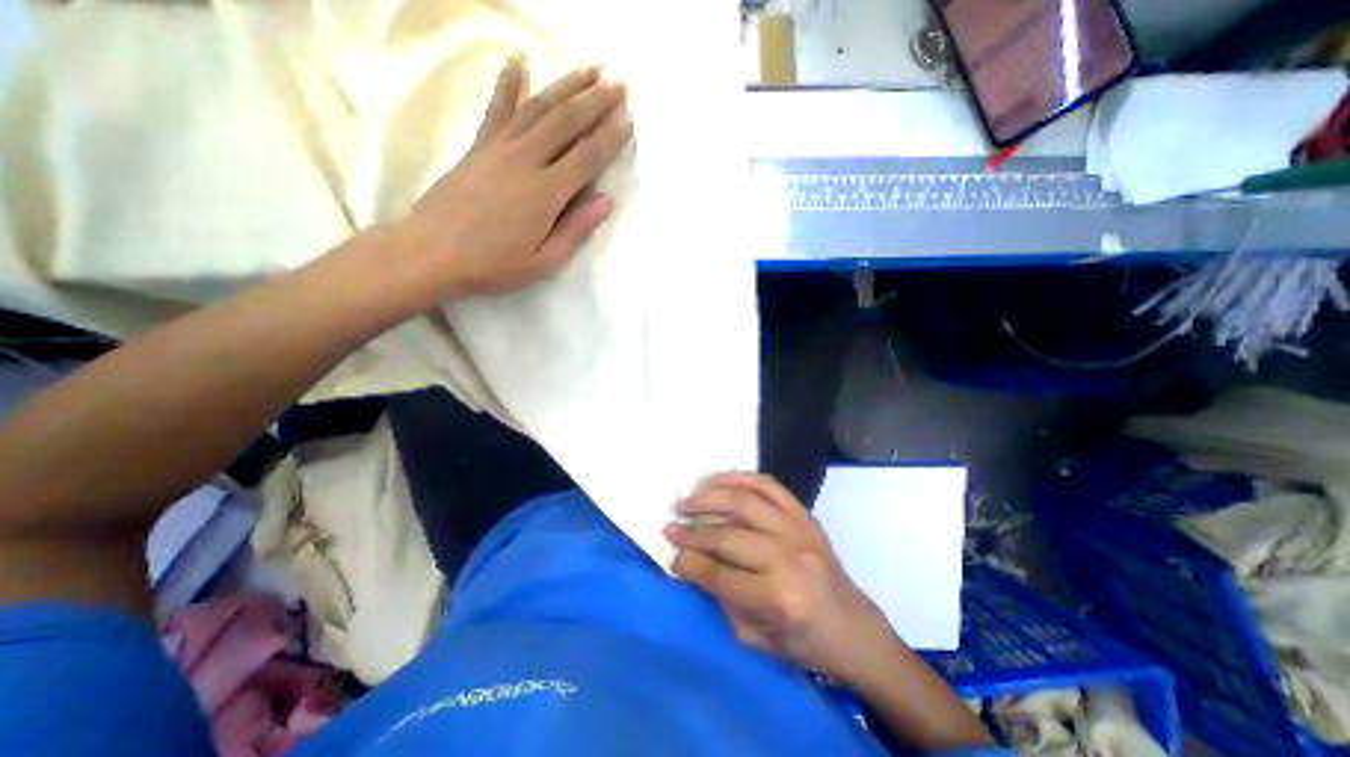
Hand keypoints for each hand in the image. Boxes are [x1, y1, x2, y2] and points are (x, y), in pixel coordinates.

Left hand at [398, 55, 636, 299]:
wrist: (432, 253)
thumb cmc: (494, 265)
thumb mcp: (544, 261)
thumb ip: (576, 229)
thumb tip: (606, 200)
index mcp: (546, 193)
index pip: (587, 156)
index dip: (611, 136)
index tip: (629, 118)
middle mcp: (526, 160)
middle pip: (566, 122)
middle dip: (596, 101)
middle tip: (619, 84)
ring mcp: (499, 148)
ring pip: (538, 107)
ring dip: (566, 85)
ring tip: (590, 69)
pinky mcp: (478, 146)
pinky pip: (498, 108)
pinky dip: (509, 83)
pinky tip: (519, 61)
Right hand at [665, 470, 893, 683]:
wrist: (853, 628)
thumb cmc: (804, 642)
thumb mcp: (755, 639)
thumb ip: (719, 599)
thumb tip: (688, 562)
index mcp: (778, 599)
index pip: (719, 574)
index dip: (689, 562)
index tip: (671, 552)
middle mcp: (788, 558)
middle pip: (727, 535)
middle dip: (691, 530)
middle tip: (669, 525)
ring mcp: (799, 530)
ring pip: (744, 500)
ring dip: (709, 496)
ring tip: (686, 499)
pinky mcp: (804, 514)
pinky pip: (767, 484)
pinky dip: (738, 477)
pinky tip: (717, 481)